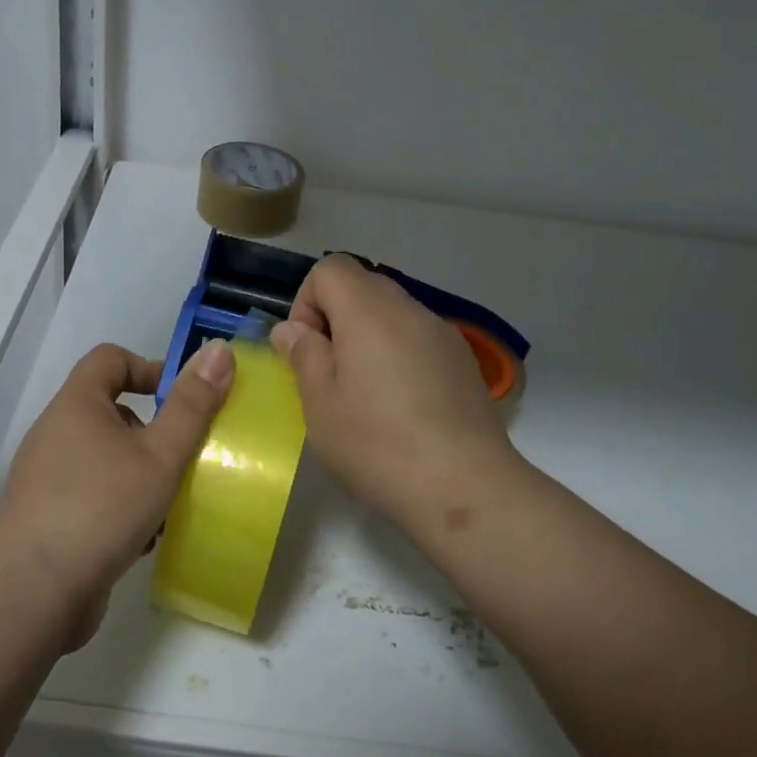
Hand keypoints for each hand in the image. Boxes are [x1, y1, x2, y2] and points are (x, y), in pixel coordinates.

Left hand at [0, 340, 234, 646]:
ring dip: (141, 474)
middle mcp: (56, 433)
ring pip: (106, 458)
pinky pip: (94, 495)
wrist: (33, 593)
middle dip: (153, 432)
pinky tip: (144, 539)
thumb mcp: (160, 454)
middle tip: (182, 458)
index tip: (182, 401)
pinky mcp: (49, 518)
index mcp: (76, 405)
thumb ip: (192, 405)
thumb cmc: (101, 508)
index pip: (110, 358)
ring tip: (170, 503)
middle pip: (111, 411)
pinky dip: (121, 507)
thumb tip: (219, 349)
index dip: (149, 368)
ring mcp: (48, 478)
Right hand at [270, 255, 520, 545]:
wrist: (464, 488)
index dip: (307, 302)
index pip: (330, 269)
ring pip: (393, 315)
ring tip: (365, 396)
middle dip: (336, 320)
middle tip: (329, 374)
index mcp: (369, 311)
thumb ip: (303, 354)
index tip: (307, 350)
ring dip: (368, 340)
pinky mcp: (464, 364)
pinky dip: (399, 357)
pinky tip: (401, 408)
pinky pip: (419, 341)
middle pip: (364, 287)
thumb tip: (292, 328)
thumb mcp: (320, 402)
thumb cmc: (377, 443)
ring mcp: (444, 335)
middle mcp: (411, 310)